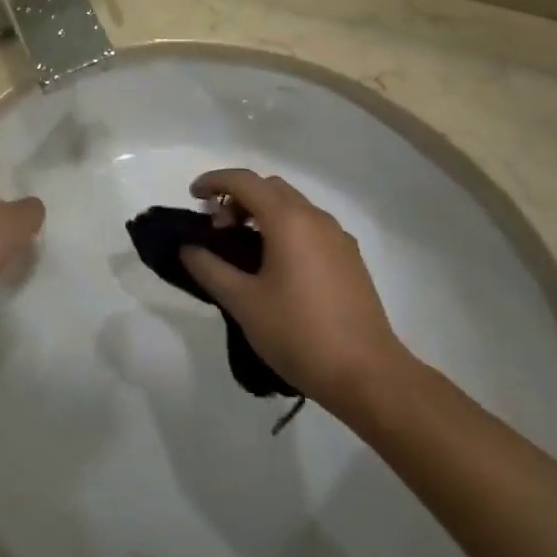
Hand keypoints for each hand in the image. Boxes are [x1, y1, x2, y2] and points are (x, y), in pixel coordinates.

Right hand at [179, 169, 406, 414]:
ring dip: (262, 212)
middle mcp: (315, 217)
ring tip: (242, 246)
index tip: (193, 197)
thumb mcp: (243, 302)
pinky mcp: (350, 258)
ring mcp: (337, 236)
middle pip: (269, 187)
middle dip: (238, 197)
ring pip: (292, 205)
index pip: (244, 181)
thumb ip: (210, 268)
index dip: (214, 181)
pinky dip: (285, 228)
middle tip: (216, 227)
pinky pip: (310, 226)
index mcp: (288, 219)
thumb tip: (188, 247)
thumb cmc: (299, 333)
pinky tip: (276, 265)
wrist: (368, 375)